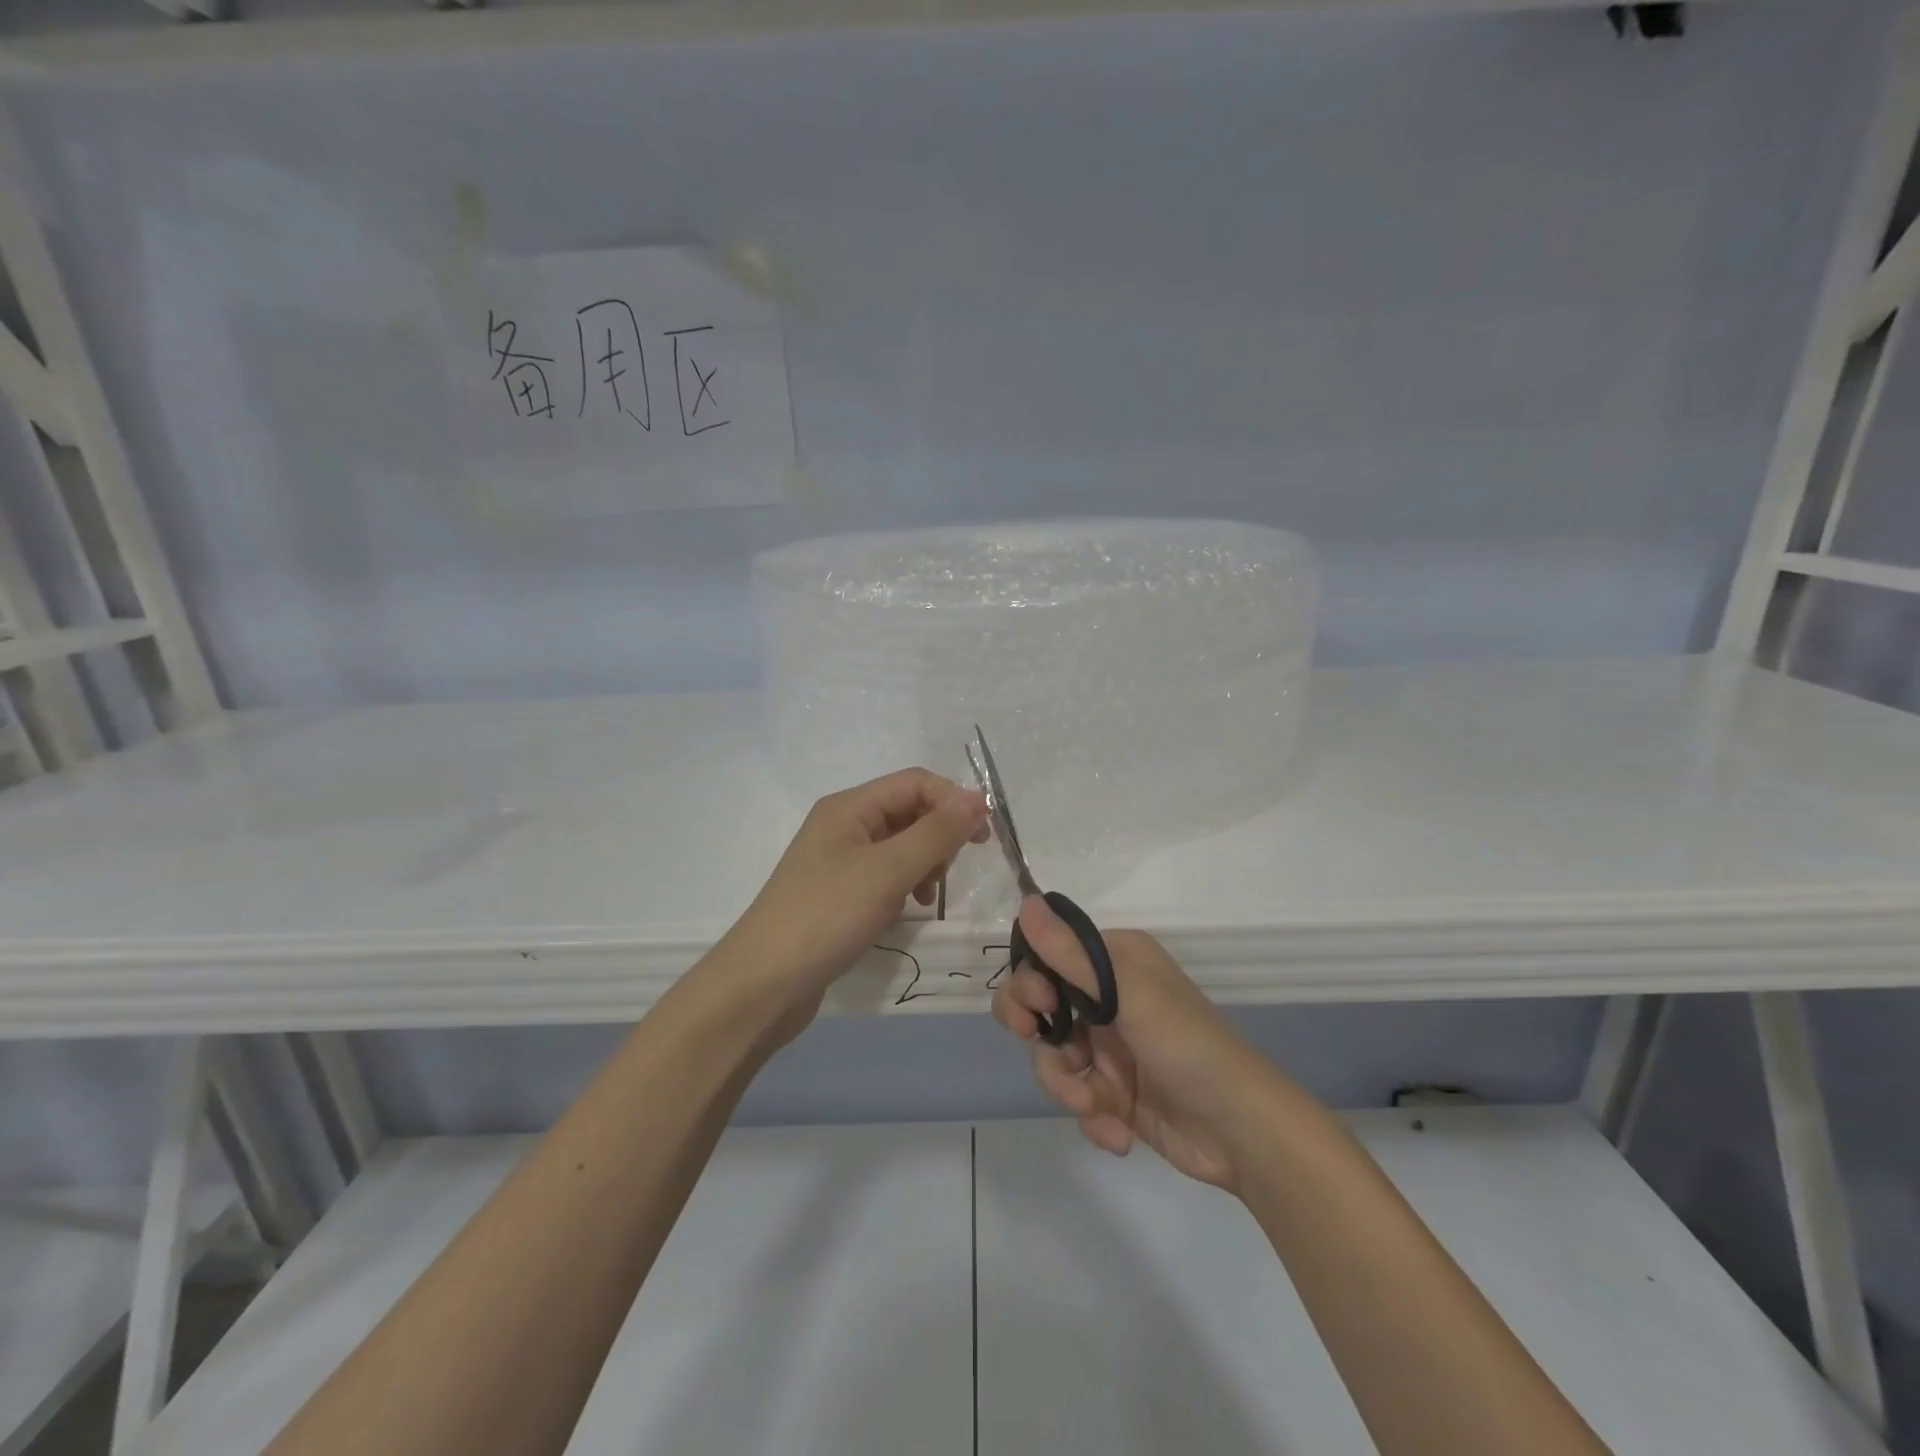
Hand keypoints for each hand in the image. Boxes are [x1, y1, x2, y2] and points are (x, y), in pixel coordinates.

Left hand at [725, 769, 987, 1025]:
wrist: (763, 984)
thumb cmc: (827, 916)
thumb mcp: (888, 870)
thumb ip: (937, 832)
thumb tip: (978, 798)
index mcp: (850, 807)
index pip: (916, 783)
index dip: (954, 801)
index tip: (983, 838)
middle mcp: (843, 825)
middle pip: (909, 811)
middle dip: (938, 836)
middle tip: (947, 874)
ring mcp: (838, 861)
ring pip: (900, 845)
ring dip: (924, 864)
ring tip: (925, 897)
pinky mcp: (838, 894)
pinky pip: (885, 875)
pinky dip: (904, 886)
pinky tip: (905, 912)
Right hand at [991, 896, 1280, 1191]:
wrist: (1243, 1133)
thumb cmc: (1187, 1046)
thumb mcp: (1129, 994)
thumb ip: (1071, 954)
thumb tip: (1025, 902)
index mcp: (1114, 961)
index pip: (1048, 956)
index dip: (1030, 981)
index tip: (1038, 1005)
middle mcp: (1107, 997)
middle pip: (1039, 1006)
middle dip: (1037, 1033)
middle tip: (1040, 1045)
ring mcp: (1109, 1046)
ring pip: (1053, 1056)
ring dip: (1067, 1085)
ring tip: (1095, 1105)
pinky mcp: (1112, 1090)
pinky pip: (1076, 1095)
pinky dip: (1092, 1115)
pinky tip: (1118, 1131)